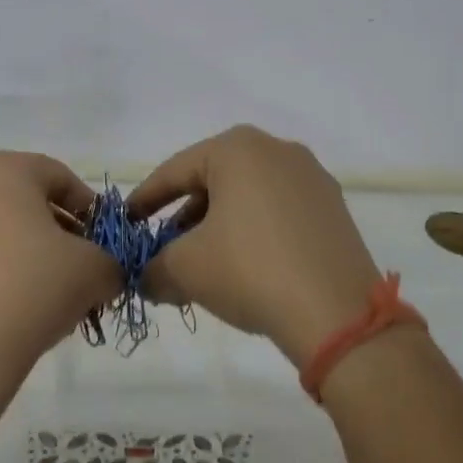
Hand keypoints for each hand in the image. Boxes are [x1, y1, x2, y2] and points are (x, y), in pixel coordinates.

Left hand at [0, 152, 118, 387]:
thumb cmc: (33, 289)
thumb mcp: (95, 270)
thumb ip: (112, 261)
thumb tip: (106, 271)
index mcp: (4, 170)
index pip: (60, 177)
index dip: (90, 209)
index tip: (104, 243)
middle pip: (27, 202)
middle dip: (60, 232)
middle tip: (83, 268)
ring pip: (0, 230)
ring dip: (30, 253)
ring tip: (53, 293)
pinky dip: (0, 271)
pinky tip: (18, 307)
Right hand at [129, 126, 382, 367]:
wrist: (337, 313)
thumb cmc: (250, 271)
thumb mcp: (185, 269)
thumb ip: (153, 268)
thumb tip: (147, 279)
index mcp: (238, 149)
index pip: (175, 171)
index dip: (144, 200)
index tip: (126, 223)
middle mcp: (278, 150)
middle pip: (213, 181)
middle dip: (184, 218)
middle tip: (164, 250)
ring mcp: (311, 178)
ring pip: (247, 198)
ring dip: (218, 227)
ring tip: (201, 265)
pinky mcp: (333, 208)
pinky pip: (278, 212)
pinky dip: (253, 233)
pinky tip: (243, 268)